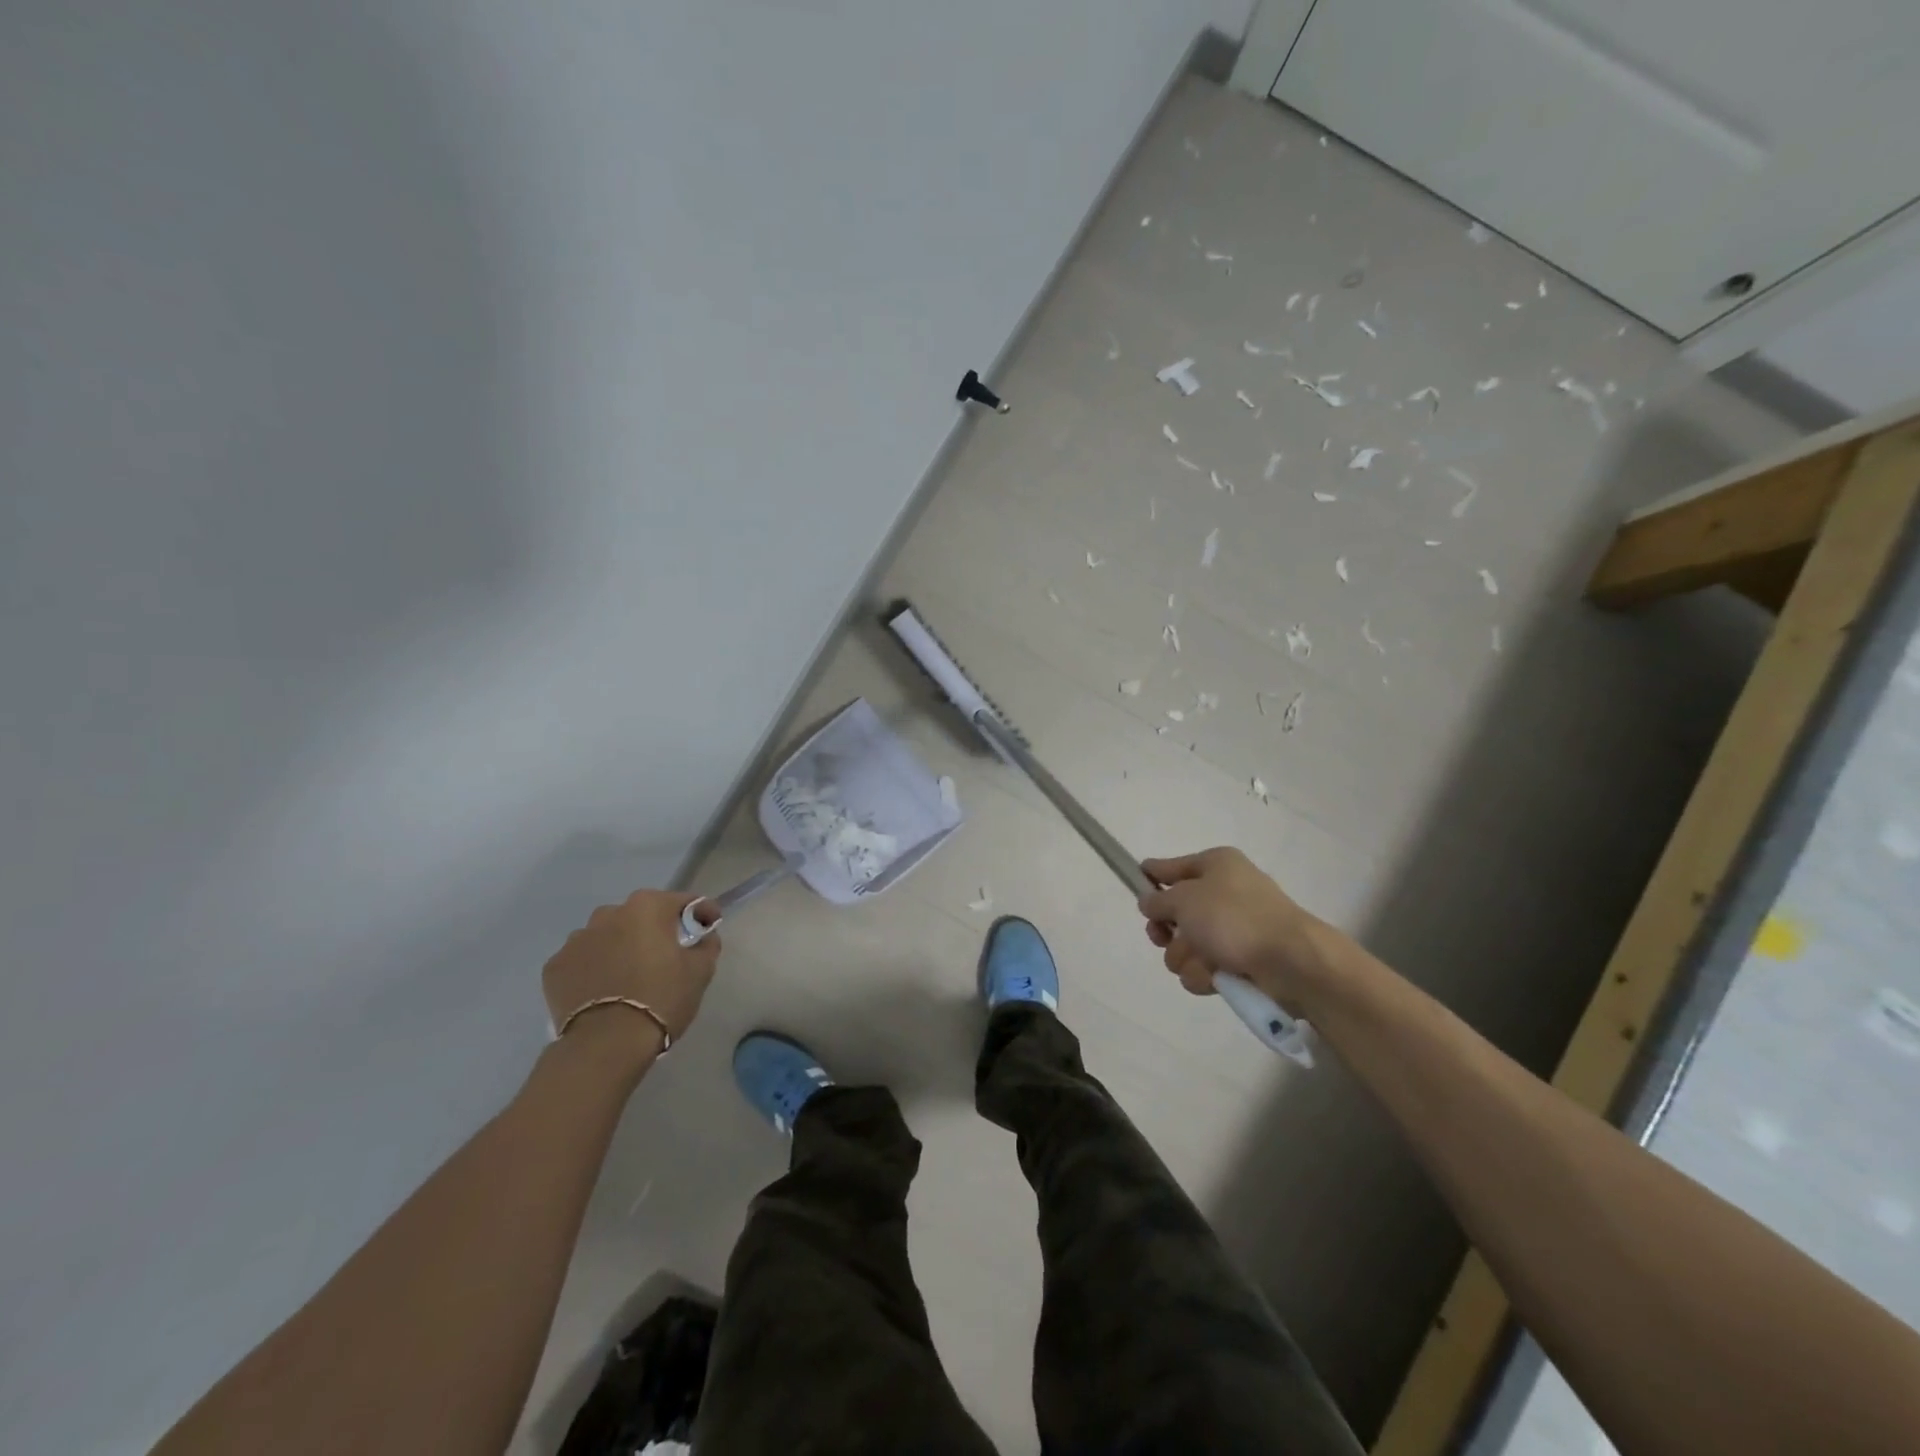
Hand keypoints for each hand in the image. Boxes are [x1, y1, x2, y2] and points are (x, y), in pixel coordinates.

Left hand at [543, 891, 720, 1059]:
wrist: (606, 1045)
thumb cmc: (661, 999)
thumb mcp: (700, 971)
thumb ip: (706, 944)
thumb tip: (703, 937)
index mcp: (647, 907)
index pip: (682, 901)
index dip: (701, 912)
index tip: (709, 927)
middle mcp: (608, 913)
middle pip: (641, 915)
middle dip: (655, 930)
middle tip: (667, 957)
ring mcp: (576, 939)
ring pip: (607, 936)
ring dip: (620, 947)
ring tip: (629, 977)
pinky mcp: (554, 967)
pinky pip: (583, 960)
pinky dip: (594, 968)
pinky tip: (603, 991)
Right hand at [1137, 848, 1335, 1010]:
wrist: (1291, 961)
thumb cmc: (1234, 917)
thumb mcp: (1184, 899)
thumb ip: (1158, 900)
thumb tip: (1149, 901)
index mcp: (1216, 865)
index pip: (1172, 866)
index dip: (1151, 875)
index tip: (1134, 881)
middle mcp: (1224, 893)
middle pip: (1176, 912)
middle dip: (1166, 931)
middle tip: (1162, 937)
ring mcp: (1233, 929)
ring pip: (1186, 945)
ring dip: (1185, 956)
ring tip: (1202, 960)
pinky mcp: (1240, 962)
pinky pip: (1204, 968)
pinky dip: (1204, 974)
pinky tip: (1215, 976)